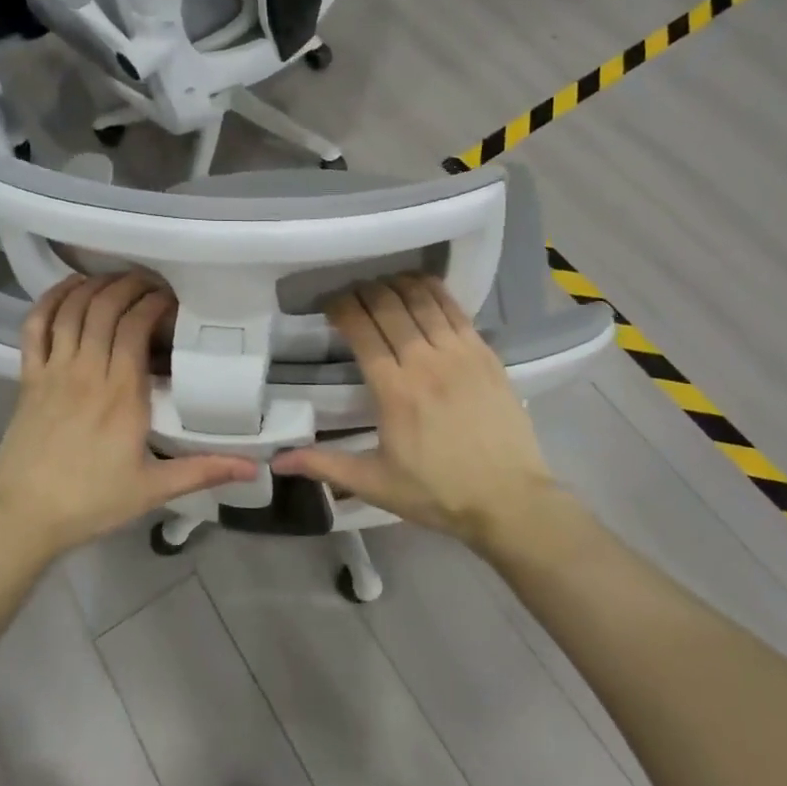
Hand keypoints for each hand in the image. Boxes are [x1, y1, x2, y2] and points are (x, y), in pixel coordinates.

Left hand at [0, 274, 256, 560]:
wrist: (23, 518)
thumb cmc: (92, 501)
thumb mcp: (154, 489)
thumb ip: (204, 471)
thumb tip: (255, 467)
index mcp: (122, 394)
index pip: (136, 327)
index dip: (154, 303)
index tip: (172, 302)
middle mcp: (87, 372)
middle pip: (106, 308)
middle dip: (130, 285)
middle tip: (150, 284)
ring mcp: (53, 371)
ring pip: (73, 310)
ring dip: (95, 286)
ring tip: (117, 280)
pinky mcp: (27, 378)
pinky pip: (35, 327)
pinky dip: (51, 300)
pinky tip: (69, 288)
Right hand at [273, 275, 563, 549]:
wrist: (509, 500)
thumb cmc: (438, 493)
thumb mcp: (375, 484)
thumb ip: (325, 465)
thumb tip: (277, 461)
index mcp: (395, 391)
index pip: (362, 330)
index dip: (341, 308)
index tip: (329, 305)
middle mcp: (426, 362)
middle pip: (390, 306)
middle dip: (365, 291)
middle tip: (353, 294)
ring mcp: (460, 354)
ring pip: (423, 300)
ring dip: (397, 285)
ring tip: (382, 286)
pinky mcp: (486, 354)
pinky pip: (455, 309)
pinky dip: (434, 291)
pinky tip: (421, 287)